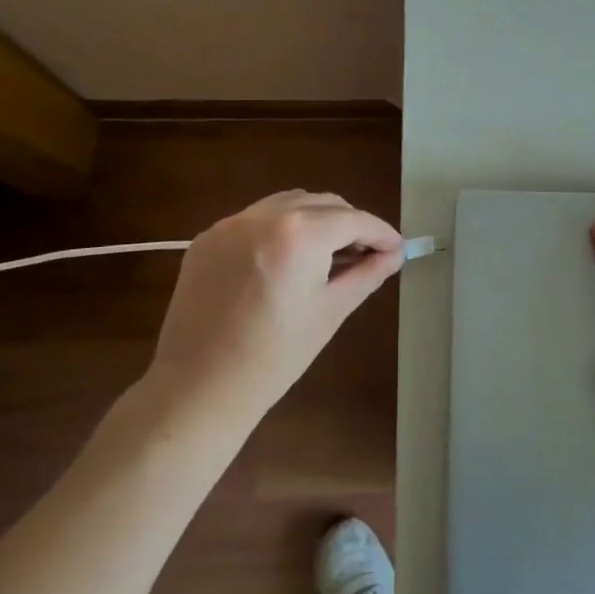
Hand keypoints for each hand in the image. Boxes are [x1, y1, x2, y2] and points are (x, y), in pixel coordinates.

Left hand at [145, 190, 403, 425]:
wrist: (197, 390)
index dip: (380, 232)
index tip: (397, 248)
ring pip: (288, 204)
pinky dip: (280, 229)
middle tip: (368, 253)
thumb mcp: (330, 312)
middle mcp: (263, 216)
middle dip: (350, 223)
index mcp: (298, 234)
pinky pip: (256, 220)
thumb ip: (367, 274)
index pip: (353, 219)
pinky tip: (287, 260)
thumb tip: (394, 254)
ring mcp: (230, 224)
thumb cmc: (274, 357)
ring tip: (330, 253)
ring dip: (315, 219)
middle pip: (322, 203)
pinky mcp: (207, 239)